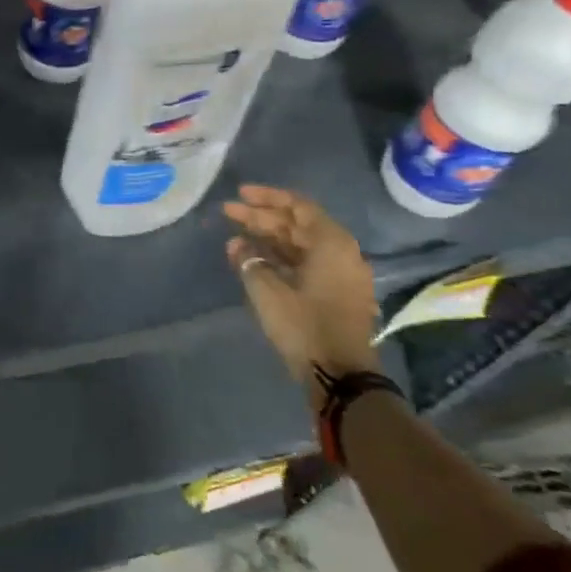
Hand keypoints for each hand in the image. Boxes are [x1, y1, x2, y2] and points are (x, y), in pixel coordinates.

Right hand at [223, 185, 378, 402]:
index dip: (267, 197)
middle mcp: (342, 253)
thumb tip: (237, 244)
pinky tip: (255, 259)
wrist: (340, 377)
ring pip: (301, 245)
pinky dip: (280, 257)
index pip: (298, 206)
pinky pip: (306, 263)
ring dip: (269, 238)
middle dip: (263, 217)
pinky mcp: (336, 294)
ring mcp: (341, 275)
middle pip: (298, 225)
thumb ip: (250, 261)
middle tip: (229, 213)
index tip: (239, 194)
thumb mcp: (268, 291)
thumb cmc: (304, 326)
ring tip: (236, 235)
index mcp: (331, 244)